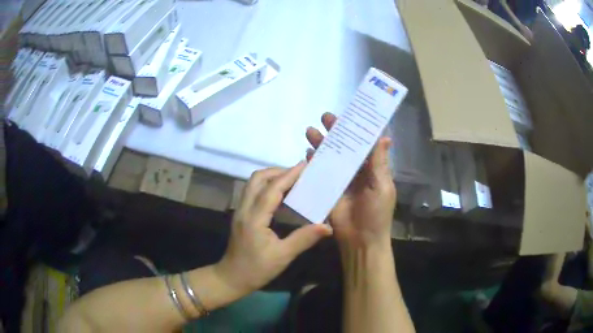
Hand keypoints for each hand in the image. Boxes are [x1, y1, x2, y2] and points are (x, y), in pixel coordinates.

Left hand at [215, 163, 332, 295]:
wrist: (232, 278)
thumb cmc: (256, 269)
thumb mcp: (282, 256)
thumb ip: (304, 239)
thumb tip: (327, 226)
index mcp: (254, 218)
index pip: (272, 189)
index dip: (289, 175)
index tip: (304, 165)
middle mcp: (244, 209)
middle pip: (257, 179)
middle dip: (278, 171)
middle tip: (298, 174)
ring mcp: (240, 211)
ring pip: (252, 184)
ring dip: (270, 177)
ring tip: (291, 180)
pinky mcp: (240, 215)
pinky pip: (252, 192)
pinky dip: (266, 186)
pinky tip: (280, 195)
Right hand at [306, 113, 395, 248]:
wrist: (361, 241)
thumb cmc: (376, 213)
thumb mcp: (382, 186)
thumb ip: (379, 162)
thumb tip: (384, 136)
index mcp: (372, 169)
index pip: (363, 144)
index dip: (356, 129)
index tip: (347, 114)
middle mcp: (356, 171)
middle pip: (345, 147)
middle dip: (335, 132)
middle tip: (324, 117)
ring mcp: (341, 180)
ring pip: (330, 157)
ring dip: (321, 144)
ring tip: (310, 131)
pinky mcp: (328, 190)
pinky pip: (320, 173)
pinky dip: (313, 163)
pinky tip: (306, 153)